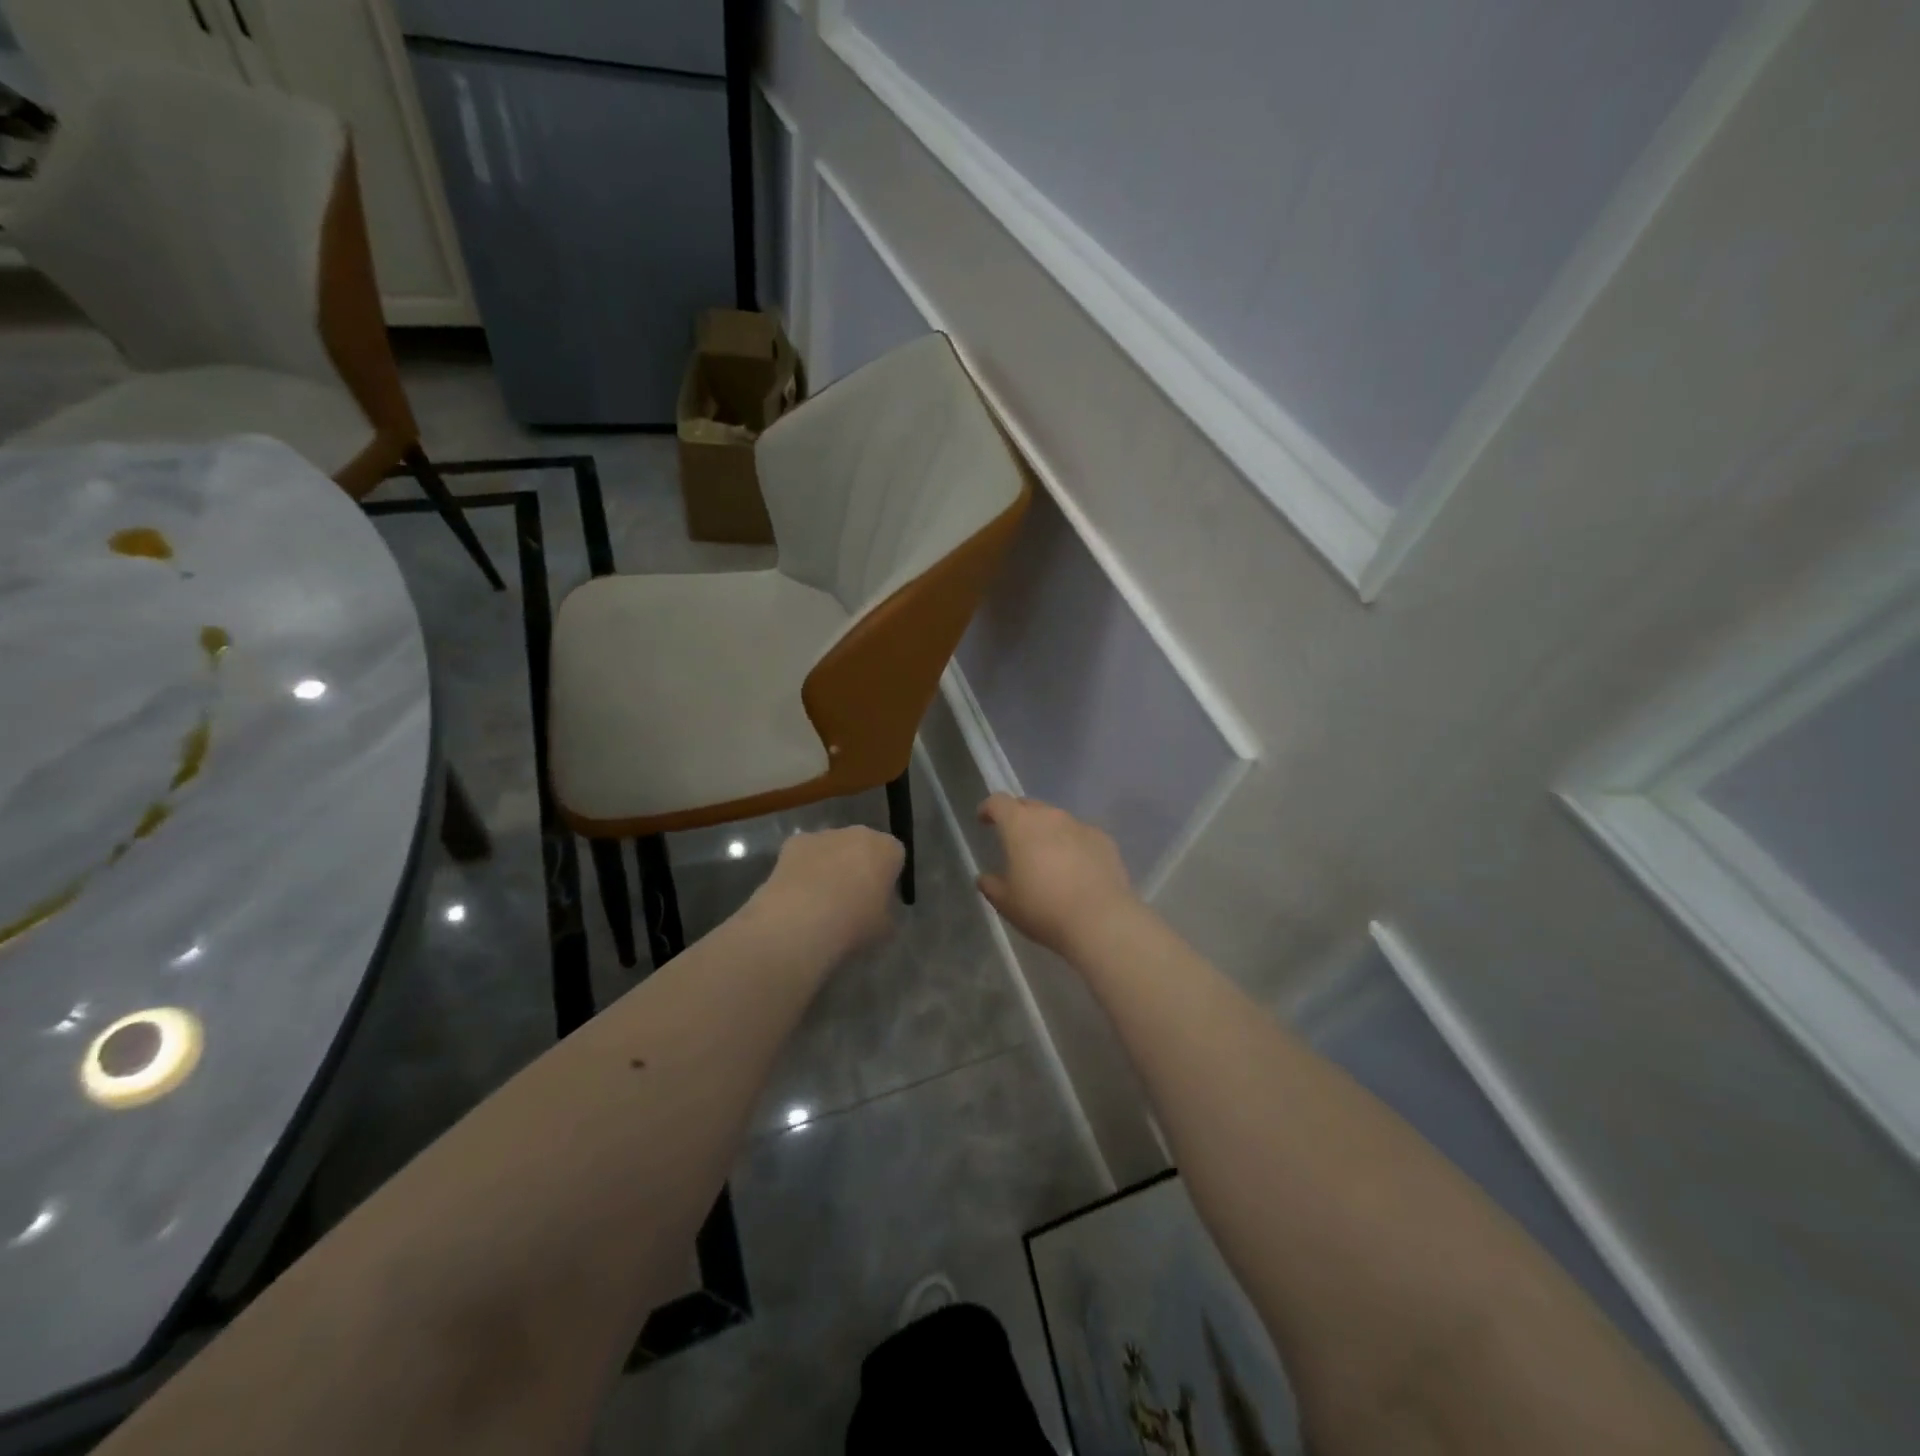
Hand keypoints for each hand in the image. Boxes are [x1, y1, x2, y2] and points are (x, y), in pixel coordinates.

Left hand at [753, 826, 903, 959]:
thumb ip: (886, 910)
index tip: (880, 899)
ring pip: (832, 849)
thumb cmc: (854, 925)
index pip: (895, 856)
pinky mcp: (793, 843)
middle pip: (862, 847)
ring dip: (830, 866)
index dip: (888, 877)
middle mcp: (858, 833)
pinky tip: (797, 896)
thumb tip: (876, 908)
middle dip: (858, 866)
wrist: (801, 922)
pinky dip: (803, 869)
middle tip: (851, 899)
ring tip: (819, 902)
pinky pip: (805, 855)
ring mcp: (823, 835)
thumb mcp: (885, 928)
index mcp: (887, 849)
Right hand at [976, 794, 1137, 956]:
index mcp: (1020, 825)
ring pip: (1057, 819)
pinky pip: (1081, 835)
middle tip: (1015, 839)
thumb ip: (992, 886)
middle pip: (1029, 806)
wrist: (1100, 920)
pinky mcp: (1104, 840)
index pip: (999, 802)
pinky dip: (1073, 844)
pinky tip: (1076, 868)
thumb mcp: (1006, 903)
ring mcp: (1080, 826)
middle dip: (1018, 817)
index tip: (984, 819)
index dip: (989, 809)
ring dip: (1047, 831)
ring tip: (1047, 856)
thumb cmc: (1043, 908)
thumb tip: (985, 878)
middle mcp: (1050, 817)